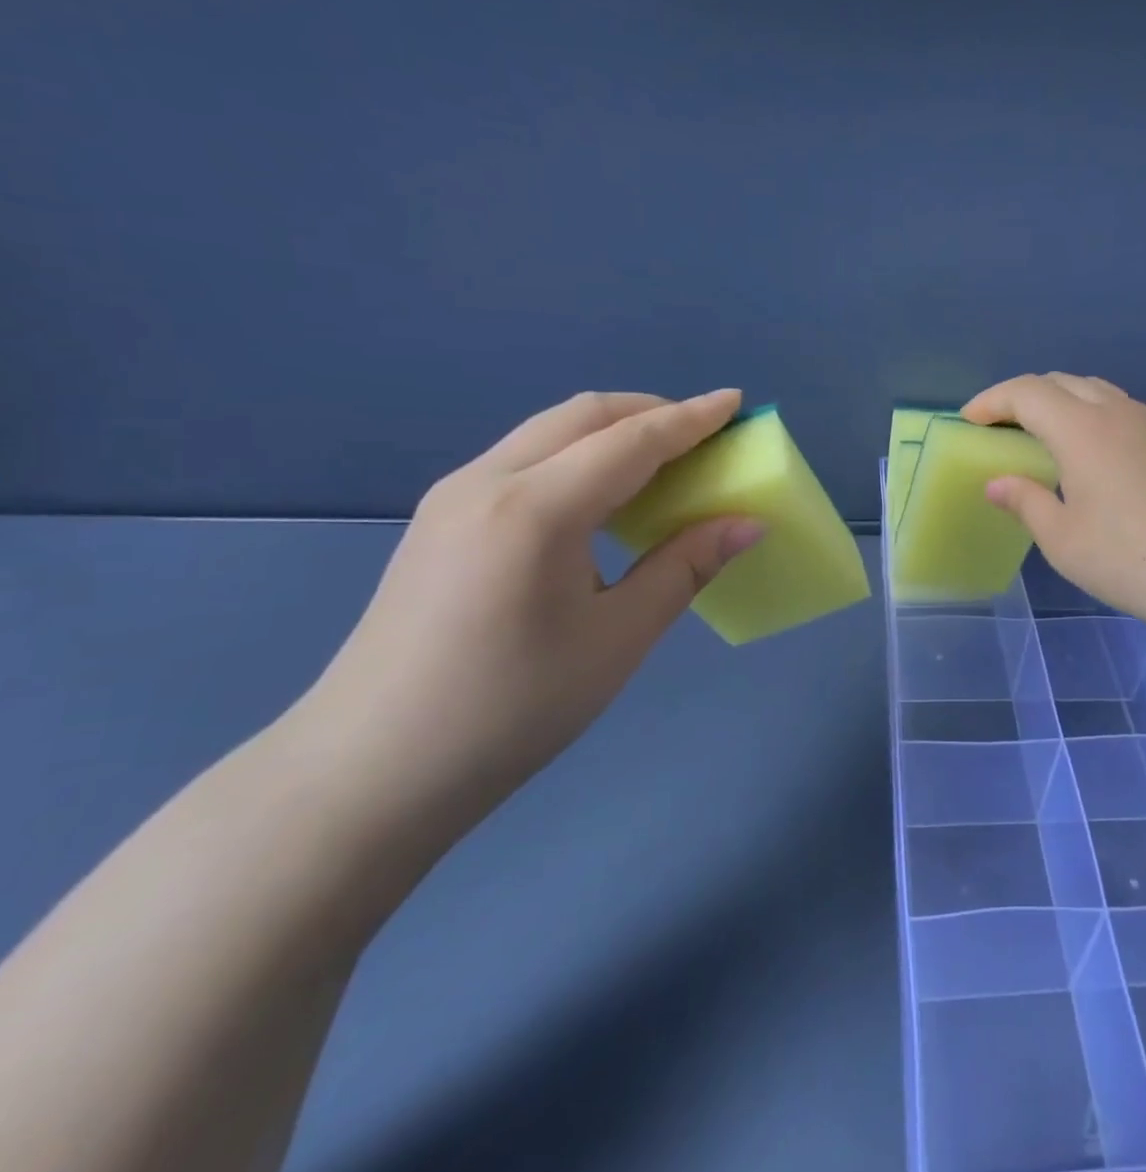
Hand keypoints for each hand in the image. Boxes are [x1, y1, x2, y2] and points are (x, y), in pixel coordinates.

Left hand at [292, 389, 762, 828]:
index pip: (631, 441)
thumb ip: (685, 567)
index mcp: (535, 509)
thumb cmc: (512, 708)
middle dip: (651, 412)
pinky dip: (578, 455)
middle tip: (705, 436)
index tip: (736, 401)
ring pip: (549, 432)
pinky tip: (601, 497)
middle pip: (584, 416)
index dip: (691, 419)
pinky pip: (525, 458)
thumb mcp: (618, 638)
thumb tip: (749, 524)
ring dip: (613, 431)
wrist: (370, 770)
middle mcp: (487, 481)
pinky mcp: (440, 518)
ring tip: (663, 462)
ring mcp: (454, 496)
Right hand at [961, 374, 1145, 636]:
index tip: (967, 421)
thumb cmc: (1129, 557)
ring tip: (1035, 432)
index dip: (992, 401)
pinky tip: (1080, 449)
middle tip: (996, 427)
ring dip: (1055, 399)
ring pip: (1090, 389)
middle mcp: (1113, 411)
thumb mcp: (1063, 538)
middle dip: (1020, 396)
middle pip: (1058, 381)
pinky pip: (1113, 406)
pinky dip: (1084, 412)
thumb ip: (1026, 502)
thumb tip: (997, 483)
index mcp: (1081, 428)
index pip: (1026, 393)